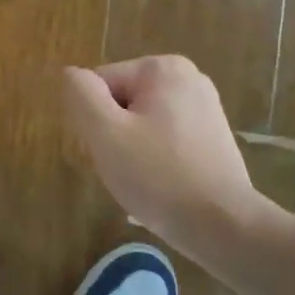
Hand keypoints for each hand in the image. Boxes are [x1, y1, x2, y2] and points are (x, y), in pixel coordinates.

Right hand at [63, 55, 276, 264]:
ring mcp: (205, 107)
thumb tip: (71, 75)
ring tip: (145, 180)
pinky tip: (163, 185)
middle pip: (121, 102)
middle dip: (114, 134)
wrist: (223, 227)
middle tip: (126, 168)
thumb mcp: (105, 132)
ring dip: (132, 149)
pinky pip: (164, 139)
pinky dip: (156, 159)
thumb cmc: (158, 176)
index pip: (99, 86)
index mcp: (162, 68)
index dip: (95, 121)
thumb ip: (81, 94)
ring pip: (140, 123)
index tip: (112, 152)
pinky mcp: (213, 136)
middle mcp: (188, 77)